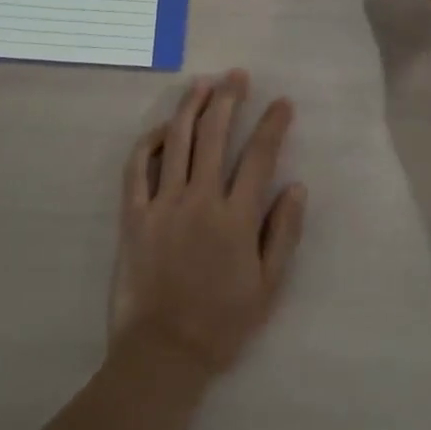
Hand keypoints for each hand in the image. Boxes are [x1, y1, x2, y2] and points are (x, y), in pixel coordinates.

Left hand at [110, 70, 307, 377]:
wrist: (163, 354)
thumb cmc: (222, 324)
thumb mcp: (268, 286)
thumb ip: (284, 233)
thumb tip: (297, 186)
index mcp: (236, 219)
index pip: (258, 157)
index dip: (272, 125)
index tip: (282, 103)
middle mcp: (200, 200)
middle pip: (213, 136)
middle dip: (228, 99)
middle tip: (237, 76)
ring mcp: (162, 204)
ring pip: (176, 142)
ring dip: (190, 107)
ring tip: (202, 84)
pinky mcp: (133, 215)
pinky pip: (137, 168)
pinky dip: (149, 142)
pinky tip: (162, 127)